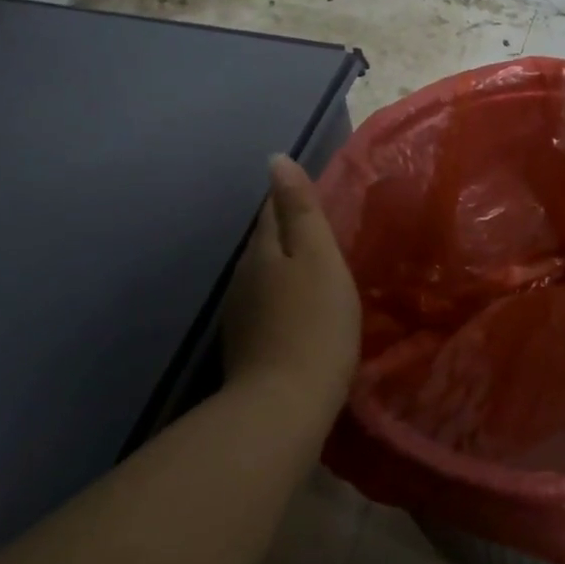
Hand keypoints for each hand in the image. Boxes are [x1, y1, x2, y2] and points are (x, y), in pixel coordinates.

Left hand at [222, 156, 361, 408]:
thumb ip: (300, 210)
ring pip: (264, 275)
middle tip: (324, 231)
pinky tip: (301, 308)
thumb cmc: (315, 323)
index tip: (316, 197)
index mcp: (263, 251)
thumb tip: (276, 159)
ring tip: (316, 268)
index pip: (273, 211)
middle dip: (289, 233)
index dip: (293, 199)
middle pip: (267, 243)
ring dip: (286, 267)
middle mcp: (244, 276)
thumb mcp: (319, 257)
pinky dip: (283, 298)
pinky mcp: (247, 345)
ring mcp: (241, 314)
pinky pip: (267, 305)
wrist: (285, 404)